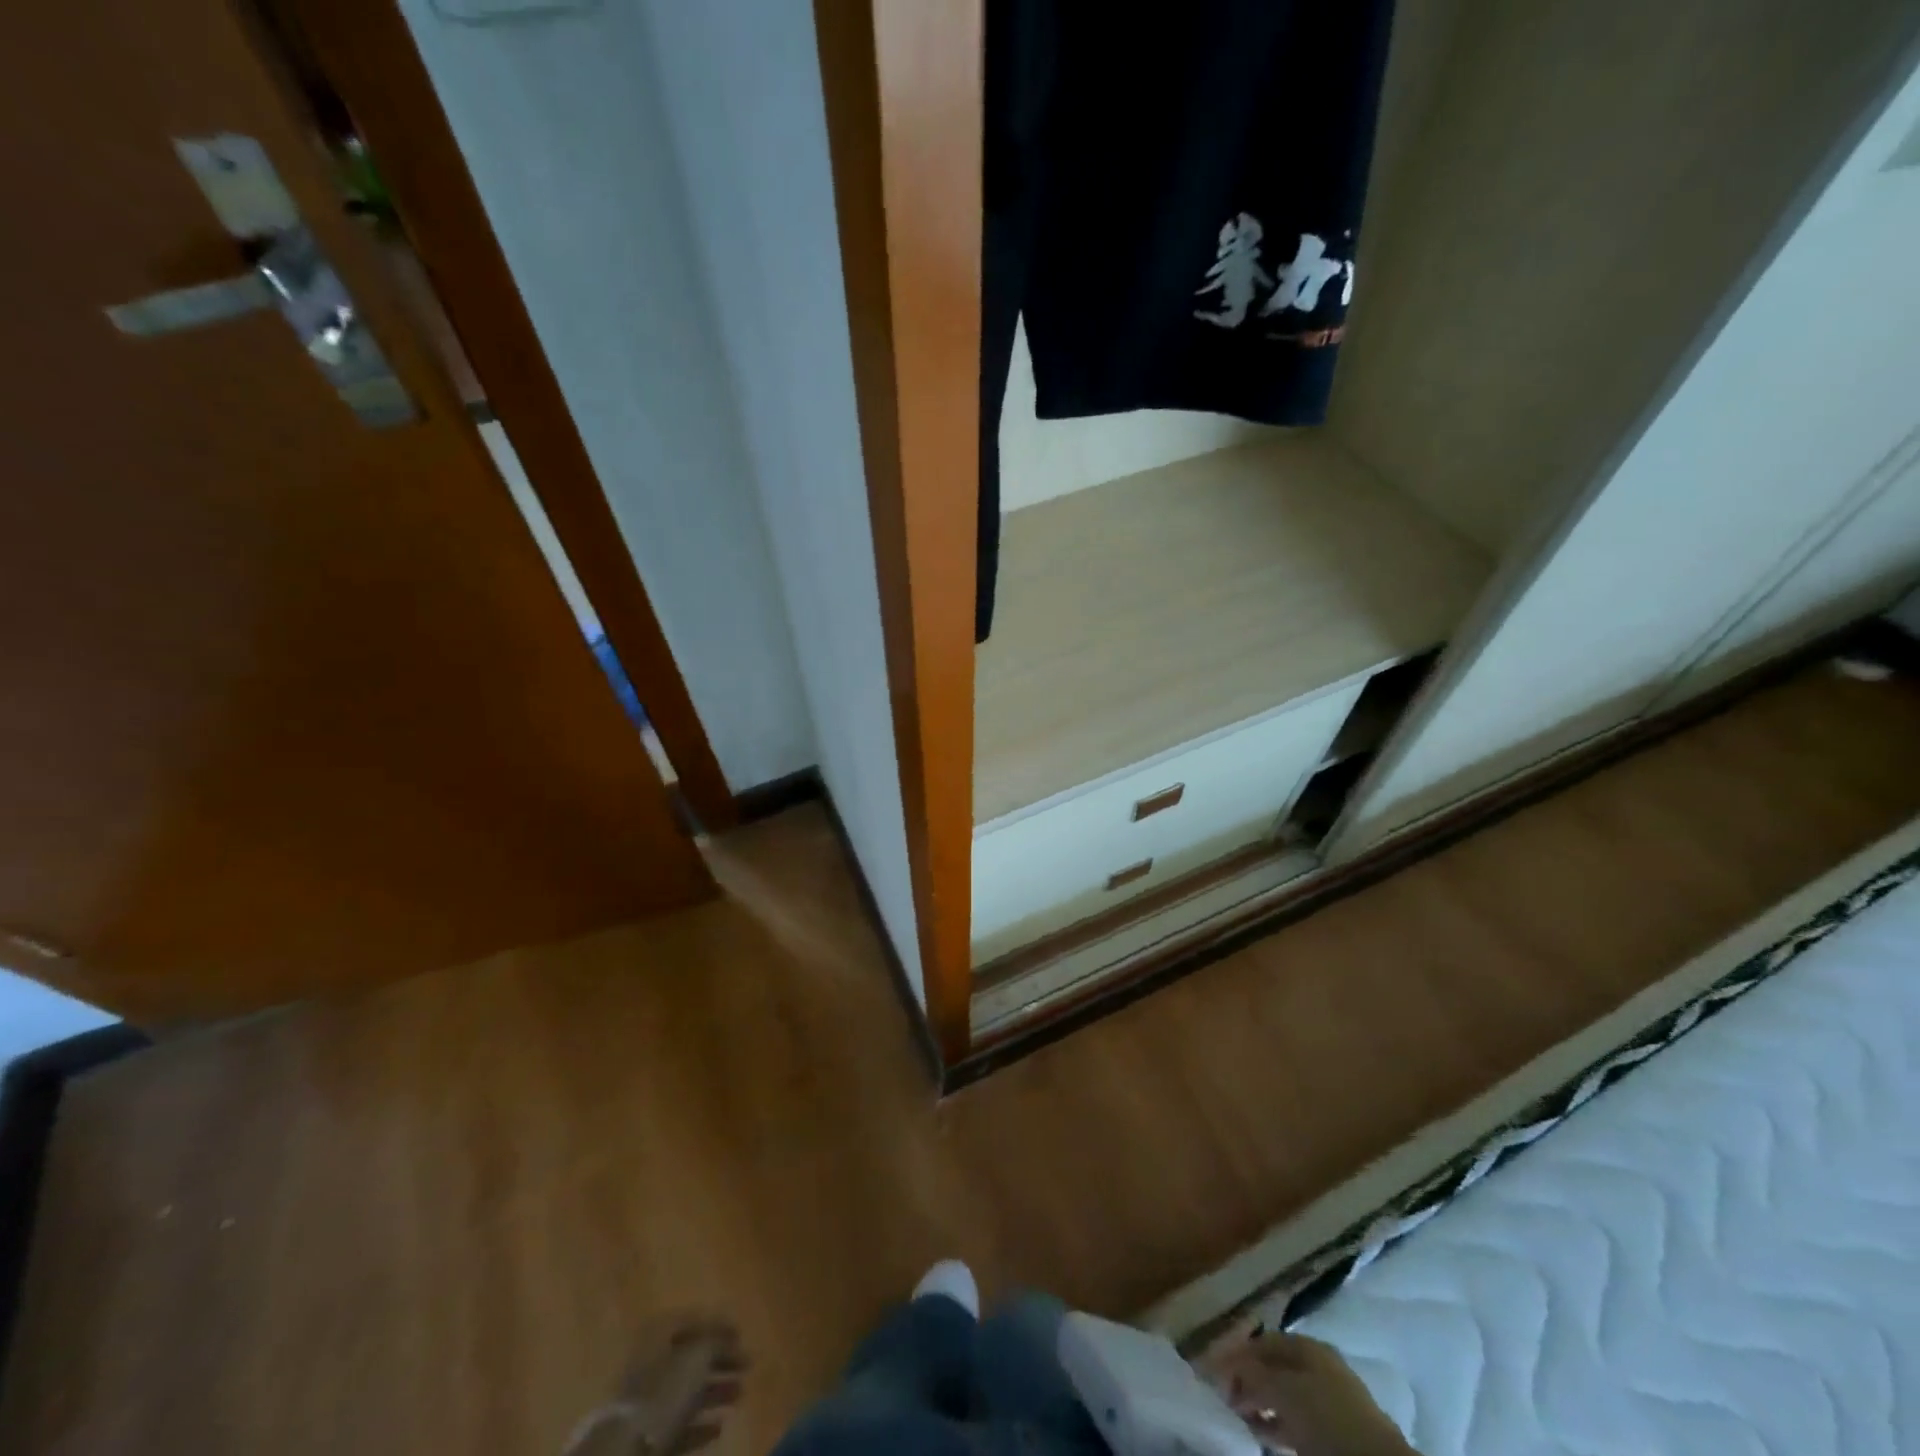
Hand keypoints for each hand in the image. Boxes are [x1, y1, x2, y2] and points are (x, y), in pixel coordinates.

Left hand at [562, 1318, 747, 1455]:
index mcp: (658, 1335)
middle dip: (720, 1361)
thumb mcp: (698, 1357)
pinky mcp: (646, 1438)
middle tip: (747, 1367)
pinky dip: (699, 1425)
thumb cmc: (664, 1393)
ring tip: (739, 1396)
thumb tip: (729, 1340)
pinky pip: (677, 1425)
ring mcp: (645, 1403)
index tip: (742, 1336)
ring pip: (686, 1392)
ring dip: (714, 1392)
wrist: (624, 1454)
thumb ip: (717, 1343)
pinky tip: (718, 1428)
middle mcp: (650, 1362)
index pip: (693, 1321)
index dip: (719, 1326)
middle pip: (691, 1358)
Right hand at [1203, 1332, 1412, 1455]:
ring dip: (1259, 1405)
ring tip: (1238, 1418)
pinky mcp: (1333, 1437)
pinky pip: (1294, 1423)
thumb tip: (1225, 1365)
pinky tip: (1260, 1435)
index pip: (1263, 1341)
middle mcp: (1317, 1368)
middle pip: (1273, 1368)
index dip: (1238, 1353)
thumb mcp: (1283, 1391)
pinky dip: (1275, 1426)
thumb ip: (1252, 1374)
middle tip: (1225, 1397)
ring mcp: (1328, 1403)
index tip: (1216, 1372)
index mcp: (1308, 1347)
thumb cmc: (1327, 1419)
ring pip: (1283, 1397)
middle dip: (1247, 1380)